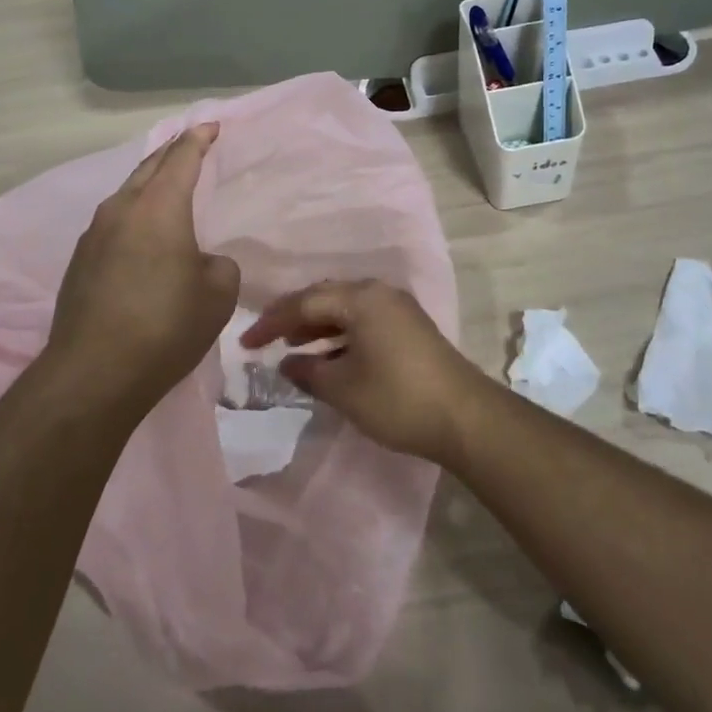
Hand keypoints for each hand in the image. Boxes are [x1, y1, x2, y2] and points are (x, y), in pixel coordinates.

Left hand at [47, 124, 241, 407]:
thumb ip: (218, 265)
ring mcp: (94, 234)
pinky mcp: (80, 261)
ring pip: (127, 195)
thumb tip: (200, 261)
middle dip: (171, 153)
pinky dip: (133, 216)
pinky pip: (113, 222)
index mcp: (159, 207)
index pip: (181, 158)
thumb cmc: (166, 326)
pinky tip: (142, 235)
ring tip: (167, 187)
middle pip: (148, 168)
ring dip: (149, 185)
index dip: (198, 139)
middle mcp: (122, 209)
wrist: (94, 372)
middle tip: (190, 144)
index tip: (210, 125)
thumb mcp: (217, 294)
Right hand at [241, 279, 486, 465]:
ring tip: (293, 346)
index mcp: (361, 298)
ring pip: (346, 309)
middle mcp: (379, 293)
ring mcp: (398, 308)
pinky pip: (363, 320)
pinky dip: (340, 334)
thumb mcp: (343, 388)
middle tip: (267, 338)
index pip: (304, 302)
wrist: (465, 418)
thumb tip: (287, 363)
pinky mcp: (409, 327)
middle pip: (326, 297)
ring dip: (317, 325)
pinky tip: (329, 355)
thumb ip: (308, 371)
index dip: (272, 322)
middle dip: (294, 317)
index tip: (246, 342)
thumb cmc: (396, 398)